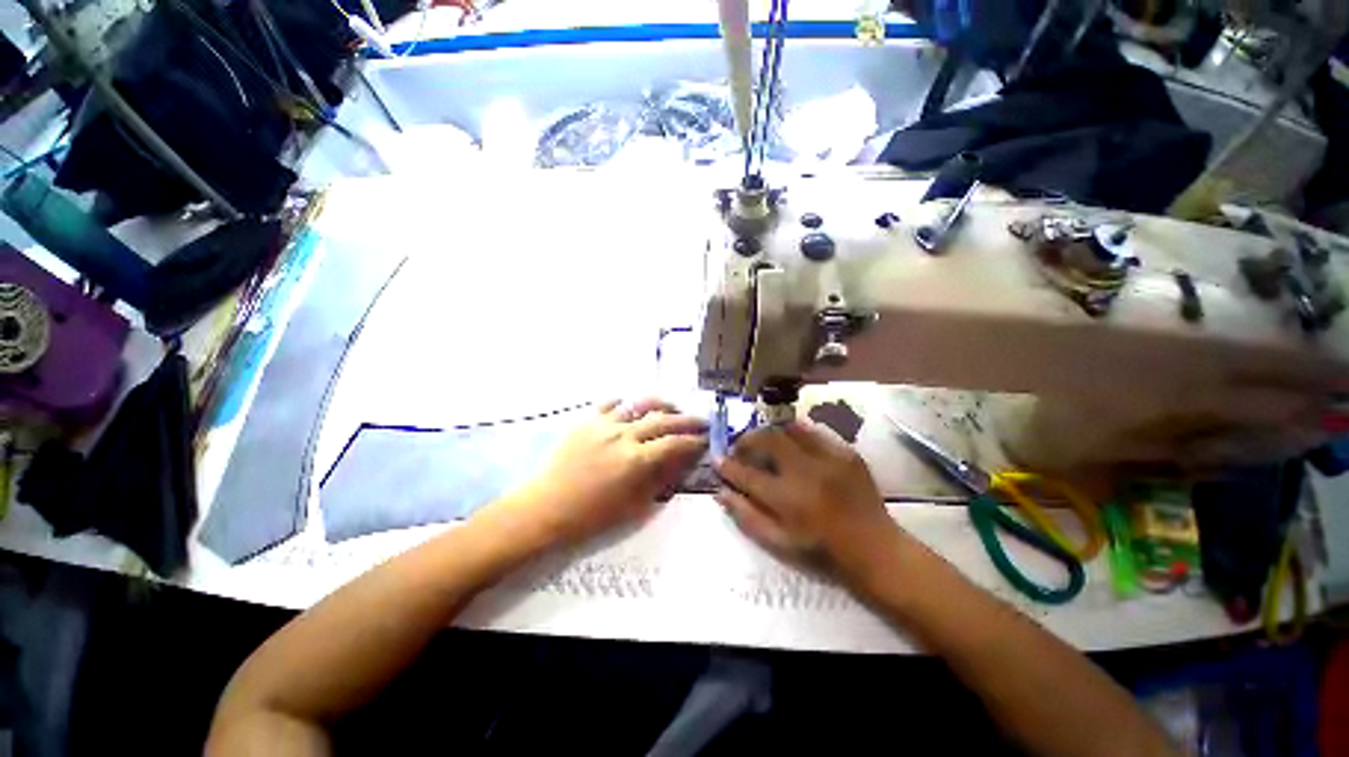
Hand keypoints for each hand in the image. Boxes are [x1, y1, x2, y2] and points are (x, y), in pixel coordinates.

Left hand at [515, 398, 707, 544]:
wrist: (546, 508)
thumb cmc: (592, 516)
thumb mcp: (634, 505)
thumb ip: (661, 480)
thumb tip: (682, 462)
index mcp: (636, 460)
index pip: (675, 443)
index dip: (694, 441)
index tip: (706, 439)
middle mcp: (623, 435)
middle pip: (662, 420)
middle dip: (686, 420)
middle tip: (700, 421)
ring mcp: (603, 424)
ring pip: (639, 404)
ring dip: (661, 404)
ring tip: (672, 407)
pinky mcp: (586, 421)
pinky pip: (610, 404)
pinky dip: (626, 404)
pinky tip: (632, 408)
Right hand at [715, 421, 903, 582]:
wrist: (875, 550)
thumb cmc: (822, 551)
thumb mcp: (779, 543)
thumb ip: (747, 516)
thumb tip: (721, 492)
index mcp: (788, 499)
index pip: (747, 474)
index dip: (728, 466)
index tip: (718, 460)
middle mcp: (807, 472)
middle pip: (767, 439)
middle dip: (747, 439)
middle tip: (741, 447)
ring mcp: (830, 458)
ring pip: (790, 429)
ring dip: (771, 433)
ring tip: (765, 442)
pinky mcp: (847, 452)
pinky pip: (815, 432)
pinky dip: (797, 434)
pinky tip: (794, 445)